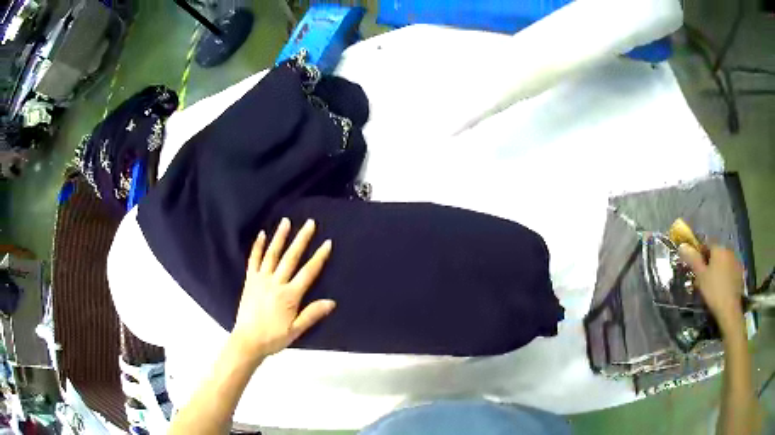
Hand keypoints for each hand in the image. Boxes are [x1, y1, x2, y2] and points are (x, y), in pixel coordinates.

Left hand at [231, 218, 334, 361]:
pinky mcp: (250, 281)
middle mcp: (276, 283)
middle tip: (310, 223)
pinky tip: (261, 235)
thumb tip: (332, 302)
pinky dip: (257, 247)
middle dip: (301, 239)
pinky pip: (253, 260)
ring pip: (272, 254)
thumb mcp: (296, 330)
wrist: (247, 341)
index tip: (327, 243)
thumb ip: (312, 314)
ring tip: (286, 222)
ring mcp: (261, 280)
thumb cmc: (273, 338)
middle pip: (291, 258)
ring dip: (280, 237)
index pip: (308, 272)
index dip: (319, 257)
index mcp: (289, 296)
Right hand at [678, 244, 743, 333]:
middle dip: (709, 262)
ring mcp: (736, 261)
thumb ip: (693, 259)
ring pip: (723, 261)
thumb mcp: (701, 276)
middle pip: (716, 253)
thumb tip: (682, 245)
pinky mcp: (740, 273)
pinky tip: (722, 288)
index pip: (707, 243)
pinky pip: (730, 270)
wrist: (729, 309)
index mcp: (718, 248)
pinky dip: (725, 276)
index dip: (700, 253)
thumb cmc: (714, 291)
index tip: (696, 267)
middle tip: (703, 279)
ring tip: (712, 285)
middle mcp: (728, 250)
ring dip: (718, 269)